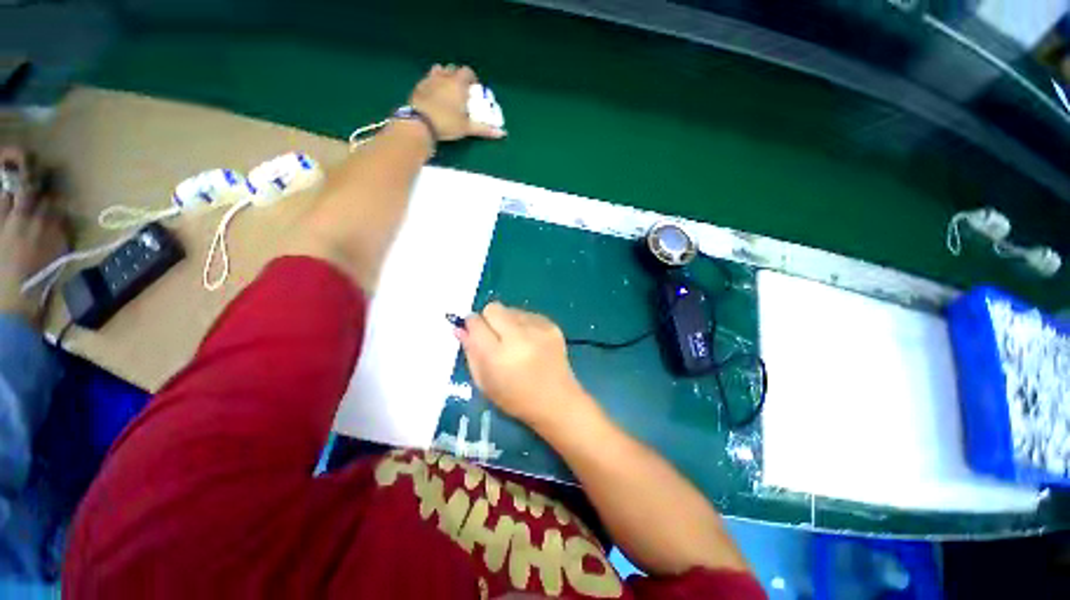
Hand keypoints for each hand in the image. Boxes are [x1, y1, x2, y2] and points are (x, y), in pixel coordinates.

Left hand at [408, 64, 505, 141]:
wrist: (420, 123)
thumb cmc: (447, 124)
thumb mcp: (467, 128)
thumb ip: (484, 129)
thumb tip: (502, 134)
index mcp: (457, 83)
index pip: (467, 72)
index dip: (472, 79)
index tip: (473, 89)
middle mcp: (444, 76)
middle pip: (452, 69)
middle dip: (458, 77)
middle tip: (461, 91)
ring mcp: (429, 79)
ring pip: (438, 70)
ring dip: (444, 76)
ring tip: (446, 90)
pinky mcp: (418, 86)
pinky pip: (427, 80)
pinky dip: (432, 84)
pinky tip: (433, 96)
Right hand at [457, 302, 594, 431]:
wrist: (557, 401)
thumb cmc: (516, 399)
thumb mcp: (485, 383)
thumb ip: (471, 353)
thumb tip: (460, 328)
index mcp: (498, 355)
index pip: (476, 323)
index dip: (472, 325)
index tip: (473, 331)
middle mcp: (519, 337)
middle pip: (493, 308)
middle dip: (489, 319)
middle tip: (494, 337)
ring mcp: (538, 329)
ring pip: (511, 309)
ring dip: (507, 321)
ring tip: (515, 342)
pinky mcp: (552, 325)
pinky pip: (528, 314)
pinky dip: (524, 324)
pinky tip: (530, 342)